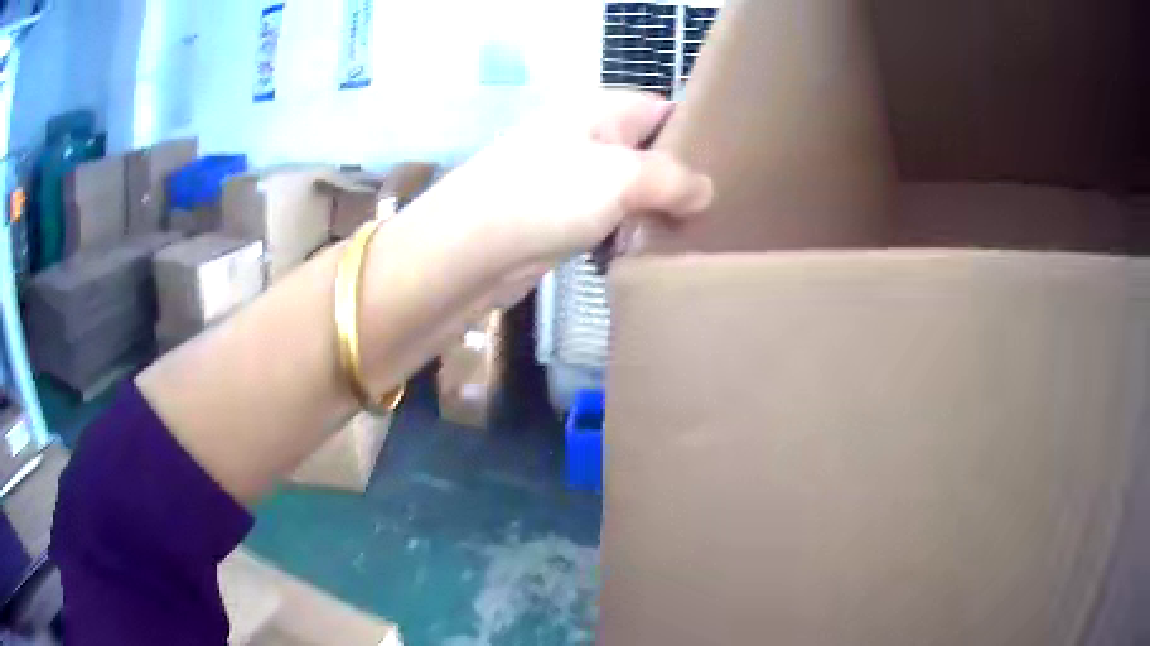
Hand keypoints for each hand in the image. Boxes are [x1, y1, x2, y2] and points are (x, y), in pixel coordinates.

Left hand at [409, 91, 713, 273]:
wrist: (470, 250)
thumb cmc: (546, 196)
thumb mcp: (622, 176)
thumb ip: (673, 179)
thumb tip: (704, 192)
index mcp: (601, 111)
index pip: (663, 110)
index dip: (695, 135)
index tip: (730, 170)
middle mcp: (585, 137)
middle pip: (647, 152)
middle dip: (679, 181)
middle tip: (717, 213)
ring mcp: (569, 178)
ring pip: (628, 191)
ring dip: (654, 213)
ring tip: (693, 237)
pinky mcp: (558, 218)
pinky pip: (606, 220)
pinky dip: (626, 235)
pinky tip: (648, 254)